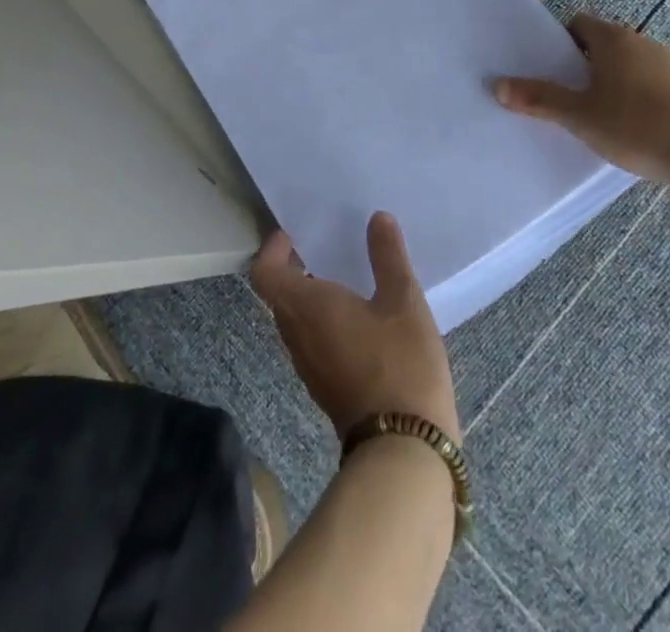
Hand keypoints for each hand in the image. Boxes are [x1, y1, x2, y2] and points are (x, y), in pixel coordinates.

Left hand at [250, 212, 459, 442]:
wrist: (404, 451)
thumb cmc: (399, 364)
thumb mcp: (403, 301)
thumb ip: (388, 257)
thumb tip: (377, 218)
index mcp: (306, 307)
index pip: (265, 273)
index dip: (273, 249)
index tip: (295, 235)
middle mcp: (296, 335)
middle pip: (278, 295)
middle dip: (294, 268)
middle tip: (323, 249)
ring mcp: (307, 367)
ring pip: (294, 321)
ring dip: (308, 297)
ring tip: (343, 279)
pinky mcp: (323, 388)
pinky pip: (310, 342)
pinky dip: (321, 322)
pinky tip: (358, 320)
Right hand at [494, 12, 669, 185]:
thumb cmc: (635, 125)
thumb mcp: (578, 115)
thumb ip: (539, 99)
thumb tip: (497, 86)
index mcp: (613, 39)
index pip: (578, 24)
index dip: (559, 42)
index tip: (546, 67)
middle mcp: (640, 43)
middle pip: (601, 45)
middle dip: (580, 65)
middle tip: (561, 92)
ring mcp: (667, 67)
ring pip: (625, 67)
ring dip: (608, 83)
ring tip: (590, 114)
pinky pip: (646, 86)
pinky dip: (632, 99)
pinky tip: (624, 128)